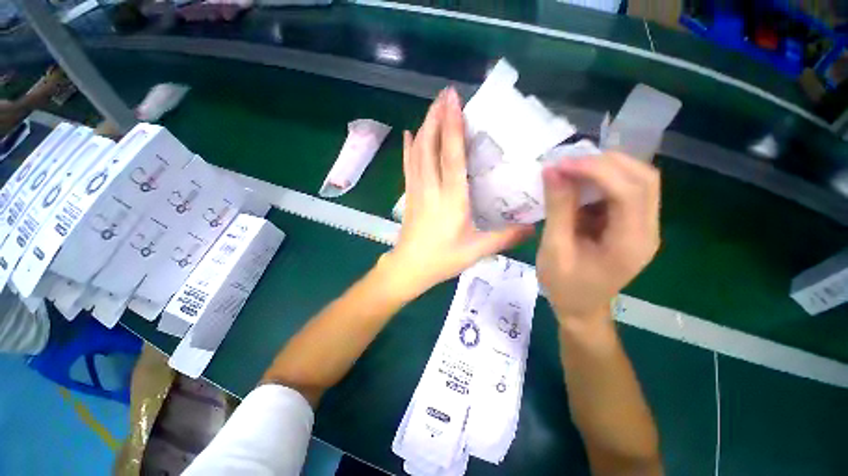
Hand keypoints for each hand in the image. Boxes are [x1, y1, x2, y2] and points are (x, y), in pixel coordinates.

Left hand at [382, 88, 532, 298]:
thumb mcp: (477, 251)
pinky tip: (409, 134)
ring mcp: (417, 189)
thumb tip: (533, 228)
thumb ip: (505, 238)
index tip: (453, 100)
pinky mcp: (409, 194)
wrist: (409, 267)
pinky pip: (408, 165)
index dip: (453, 126)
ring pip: (417, 151)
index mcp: (451, 198)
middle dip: (437, 117)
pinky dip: (409, 148)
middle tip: (445, 94)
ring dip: (425, 126)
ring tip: (433, 107)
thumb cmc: (442, 259)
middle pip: (430, 146)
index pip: (451, 156)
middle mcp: (431, 188)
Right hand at [536, 152, 659, 321]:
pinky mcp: (632, 224)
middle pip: (643, 179)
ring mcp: (643, 227)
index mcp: (630, 243)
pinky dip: (602, 180)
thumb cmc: (564, 285)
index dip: (596, 170)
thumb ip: (558, 209)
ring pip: (638, 180)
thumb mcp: (555, 249)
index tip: (561, 165)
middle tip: (568, 162)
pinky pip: (625, 191)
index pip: (629, 191)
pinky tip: (579, 184)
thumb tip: (553, 171)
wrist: (580, 307)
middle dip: (605, 163)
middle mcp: (647, 230)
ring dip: (605, 168)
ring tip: (571, 169)